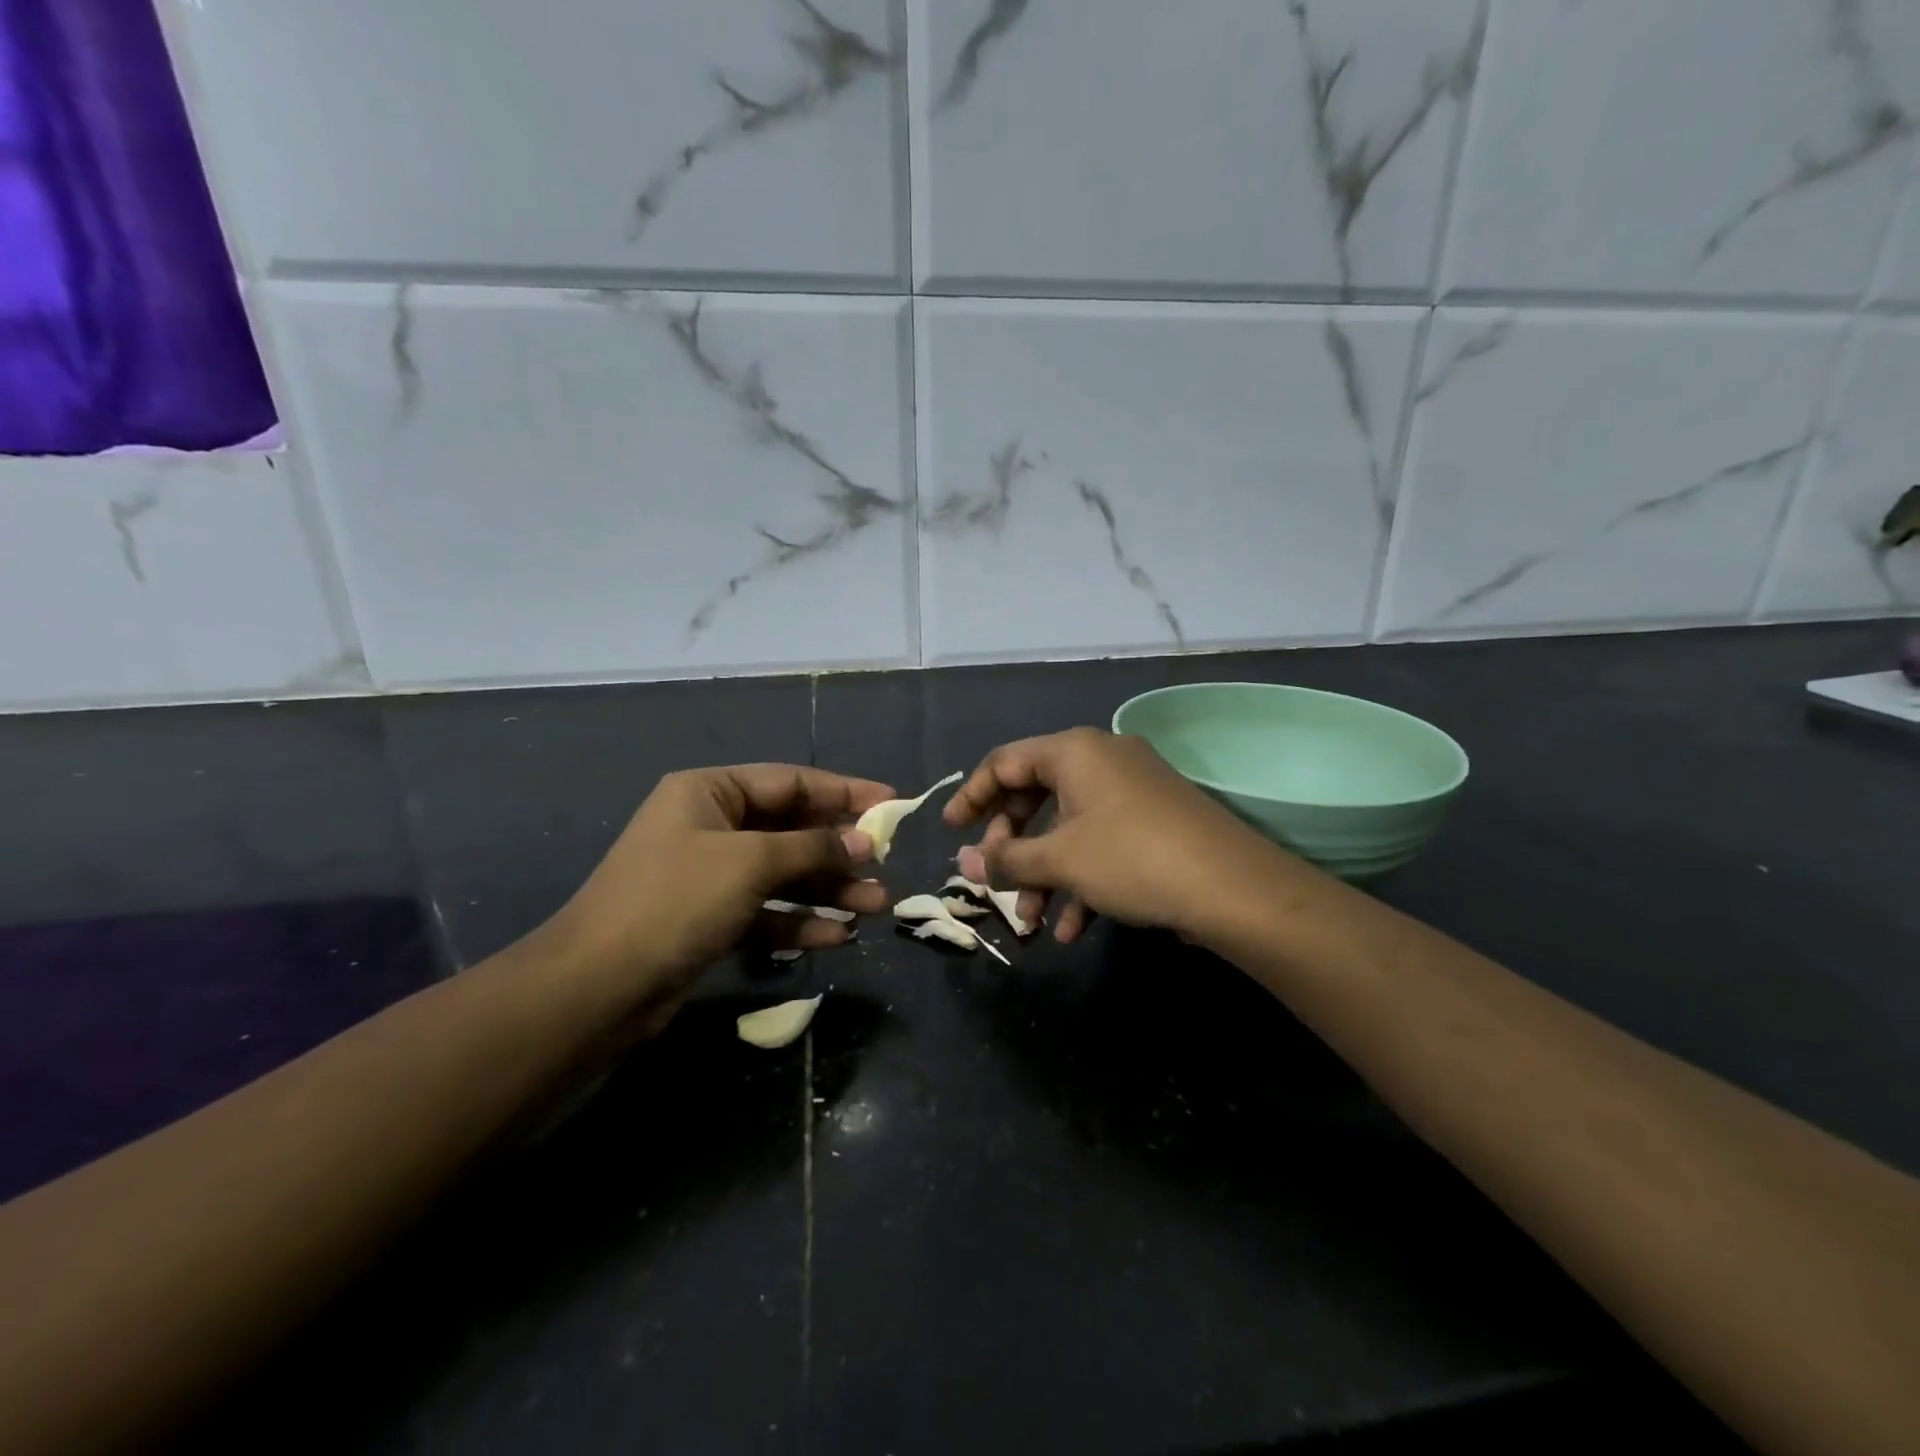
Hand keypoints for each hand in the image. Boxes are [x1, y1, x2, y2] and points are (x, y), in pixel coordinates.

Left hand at [545, 765, 894, 1030]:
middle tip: (886, 868)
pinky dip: (800, 922)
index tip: (893, 804)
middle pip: (792, 830)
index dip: (845, 791)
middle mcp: (711, 826)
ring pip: (784, 874)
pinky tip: (838, 938)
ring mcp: (711, 876)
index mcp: (710, 792)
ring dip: (829, 890)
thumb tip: (865, 841)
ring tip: (876, 908)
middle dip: (840, 851)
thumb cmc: (675, 901)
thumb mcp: (751, 862)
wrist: (596, 988)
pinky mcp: (711, 920)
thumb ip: (813, 848)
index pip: (792, 782)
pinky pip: (767, 911)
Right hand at [944, 727, 1277, 943]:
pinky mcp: (1155, 820)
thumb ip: (1006, 859)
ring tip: (1032, 923)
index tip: (951, 831)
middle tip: (995, 878)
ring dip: (1045, 874)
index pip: (1005, 762)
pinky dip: (1082, 879)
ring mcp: (1132, 789)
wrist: (1233, 888)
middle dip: (1012, 845)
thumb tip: (965, 862)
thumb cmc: (1131, 859)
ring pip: (1069, 827)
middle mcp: (1102, 759)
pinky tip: (1074, 929)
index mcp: (1074, 751)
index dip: (973, 796)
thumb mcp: (1060, 861)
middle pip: (1036, 794)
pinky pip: (1102, 841)